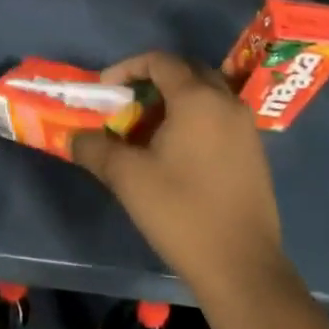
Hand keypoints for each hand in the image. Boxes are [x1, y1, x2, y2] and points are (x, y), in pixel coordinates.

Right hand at [71, 51, 291, 304]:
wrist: (241, 266)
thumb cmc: (181, 212)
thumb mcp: (127, 178)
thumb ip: (95, 148)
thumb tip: (74, 137)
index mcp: (197, 99)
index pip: (160, 61)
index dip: (127, 68)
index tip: (104, 90)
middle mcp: (227, 103)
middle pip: (187, 71)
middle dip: (153, 80)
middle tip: (126, 103)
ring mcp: (246, 128)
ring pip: (206, 95)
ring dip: (174, 101)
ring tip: (146, 129)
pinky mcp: (254, 153)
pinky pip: (219, 118)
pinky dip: (194, 120)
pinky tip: (175, 153)